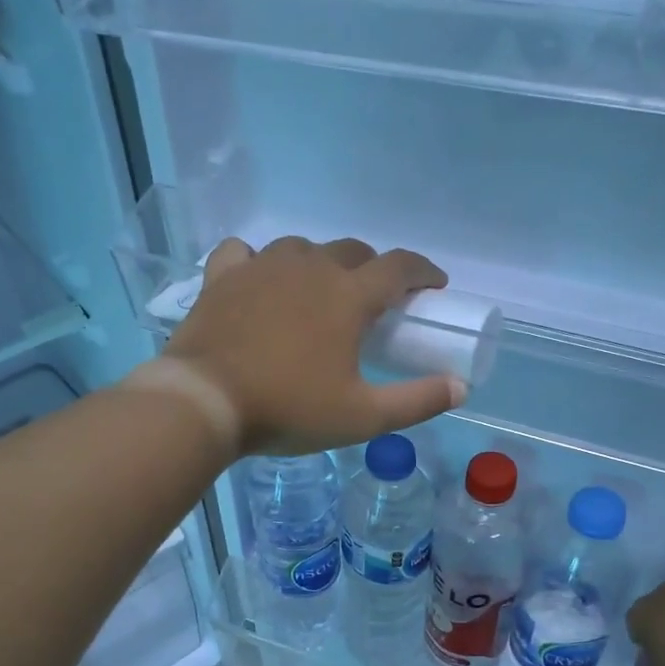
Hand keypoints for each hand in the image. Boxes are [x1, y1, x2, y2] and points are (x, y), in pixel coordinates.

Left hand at [164, 236, 466, 454]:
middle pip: (353, 252)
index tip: (434, 287)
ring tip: (319, 293)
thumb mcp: (362, 416)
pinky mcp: (222, 277)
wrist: (204, 402)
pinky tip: (258, 279)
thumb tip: (460, 388)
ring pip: (303, 248)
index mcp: (348, 294)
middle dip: (373, 270)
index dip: (424, 272)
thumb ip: (416, 401)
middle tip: (375, 302)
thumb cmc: (289, 409)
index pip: (400, 266)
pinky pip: (245, 253)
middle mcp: (309, 267)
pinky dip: (258, 262)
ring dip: (320, 264)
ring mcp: (262, 266)